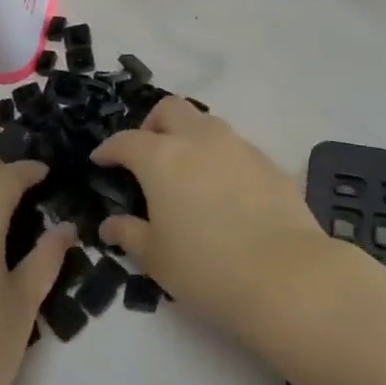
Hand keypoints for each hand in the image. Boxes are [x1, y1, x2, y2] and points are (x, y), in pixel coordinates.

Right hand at [91, 99, 328, 341]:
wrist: (285, 275)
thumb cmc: (206, 268)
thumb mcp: (156, 258)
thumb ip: (130, 234)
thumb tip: (110, 224)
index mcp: (162, 158)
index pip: (126, 140)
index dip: (109, 149)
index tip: (101, 160)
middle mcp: (199, 139)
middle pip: (169, 109)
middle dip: (152, 125)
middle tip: (147, 155)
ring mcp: (237, 146)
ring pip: (206, 122)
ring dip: (189, 136)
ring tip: (186, 170)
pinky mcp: (268, 161)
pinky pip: (235, 146)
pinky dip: (220, 156)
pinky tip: (223, 189)